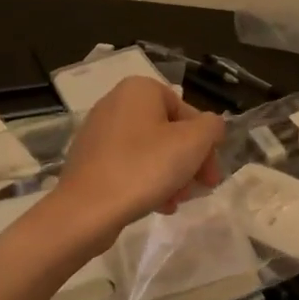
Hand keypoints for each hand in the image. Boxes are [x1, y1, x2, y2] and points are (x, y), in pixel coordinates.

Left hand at [49, 77, 225, 244]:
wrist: (86, 210)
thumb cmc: (145, 167)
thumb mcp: (193, 143)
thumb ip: (212, 127)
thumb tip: (211, 127)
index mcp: (139, 89)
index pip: (188, 112)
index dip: (205, 144)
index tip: (211, 174)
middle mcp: (116, 103)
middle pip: (169, 132)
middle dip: (189, 162)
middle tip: (200, 189)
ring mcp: (99, 132)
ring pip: (151, 151)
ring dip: (172, 176)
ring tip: (177, 201)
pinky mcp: (90, 160)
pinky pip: (129, 165)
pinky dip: (147, 181)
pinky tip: (158, 205)